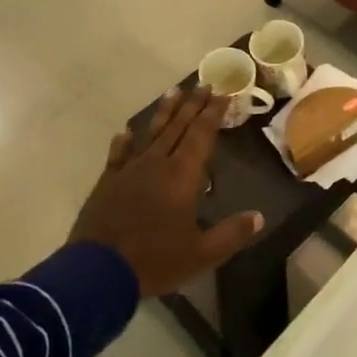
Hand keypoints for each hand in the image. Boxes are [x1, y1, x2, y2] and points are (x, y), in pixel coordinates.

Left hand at [67, 85, 264, 296]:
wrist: (97, 272)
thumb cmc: (154, 260)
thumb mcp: (201, 254)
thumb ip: (231, 234)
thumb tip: (260, 217)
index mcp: (182, 176)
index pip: (202, 135)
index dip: (213, 114)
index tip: (222, 94)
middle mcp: (157, 164)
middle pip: (178, 127)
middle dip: (193, 105)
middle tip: (204, 84)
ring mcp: (129, 171)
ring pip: (150, 134)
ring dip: (163, 113)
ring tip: (172, 91)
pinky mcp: (107, 183)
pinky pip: (118, 155)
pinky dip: (124, 142)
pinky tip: (125, 131)